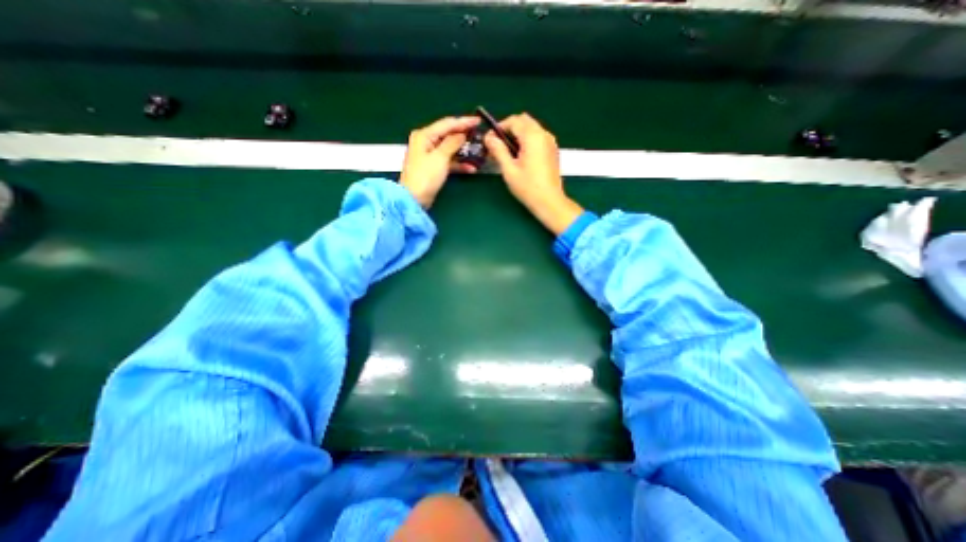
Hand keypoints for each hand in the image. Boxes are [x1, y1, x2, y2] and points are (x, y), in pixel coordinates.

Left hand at [399, 114, 480, 206]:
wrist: (414, 199)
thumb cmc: (425, 177)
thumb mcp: (440, 157)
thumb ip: (452, 143)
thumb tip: (462, 134)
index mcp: (424, 135)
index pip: (447, 124)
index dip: (464, 122)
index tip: (478, 121)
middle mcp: (426, 142)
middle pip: (449, 135)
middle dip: (465, 136)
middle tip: (480, 135)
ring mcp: (430, 155)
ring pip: (450, 149)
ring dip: (464, 152)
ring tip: (479, 152)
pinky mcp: (433, 167)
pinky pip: (449, 161)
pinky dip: (459, 164)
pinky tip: (471, 168)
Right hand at [482, 113, 579, 231]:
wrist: (549, 201)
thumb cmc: (528, 188)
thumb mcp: (509, 169)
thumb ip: (498, 150)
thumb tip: (489, 138)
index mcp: (533, 137)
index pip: (513, 121)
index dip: (499, 127)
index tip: (490, 140)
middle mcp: (544, 134)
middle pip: (524, 121)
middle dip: (509, 129)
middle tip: (498, 145)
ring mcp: (550, 142)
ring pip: (531, 128)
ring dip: (518, 134)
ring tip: (507, 152)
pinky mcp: (552, 150)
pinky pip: (537, 137)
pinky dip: (527, 140)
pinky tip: (520, 157)